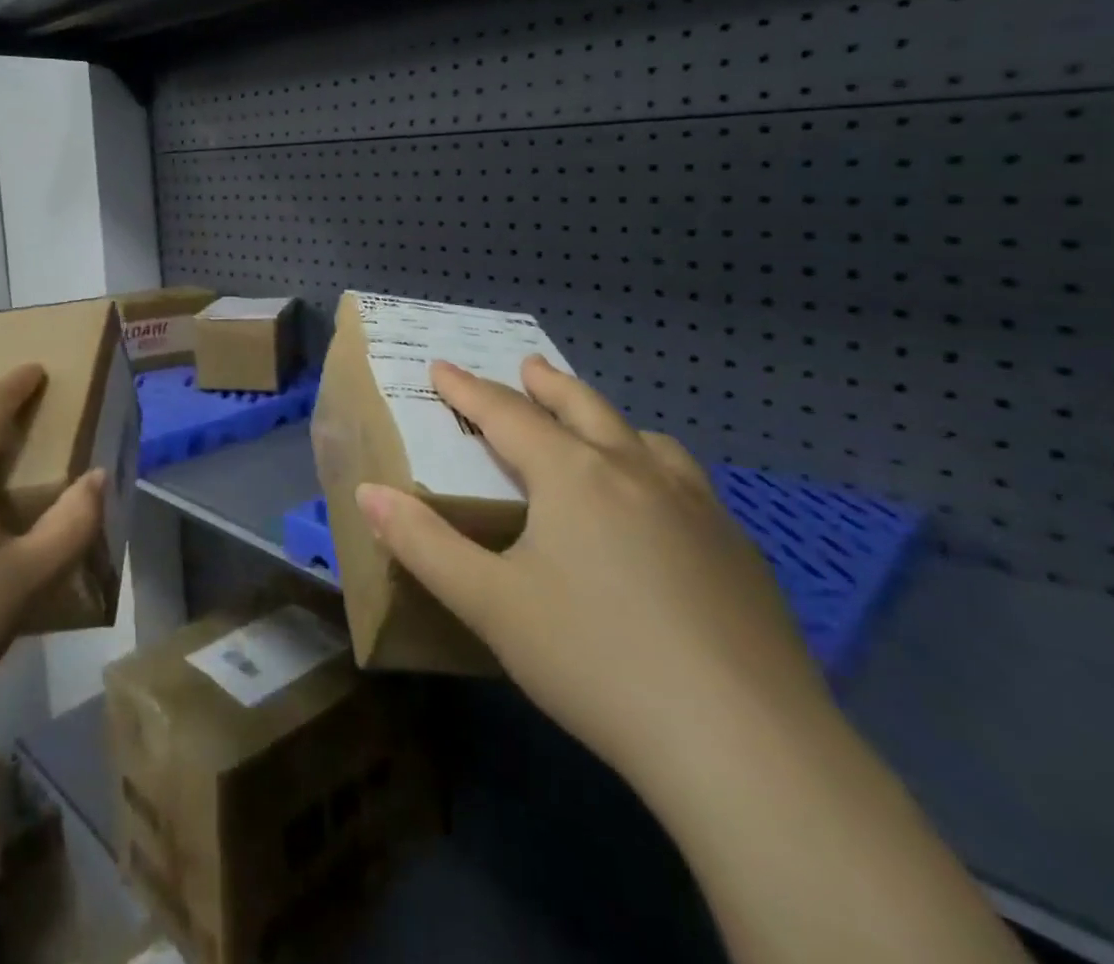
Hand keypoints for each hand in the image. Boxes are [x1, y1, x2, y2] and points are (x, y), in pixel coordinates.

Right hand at [355, 357, 827, 791]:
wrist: (746, 746)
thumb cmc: (596, 661)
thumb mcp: (490, 605)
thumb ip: (423, 544)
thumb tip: (368, 494)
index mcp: (573, 476)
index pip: (506, 415)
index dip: (468, 390)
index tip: (442, 367)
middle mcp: (636, 473)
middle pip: (583, 409)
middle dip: (547, 385)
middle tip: (528, 367)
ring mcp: (698, 508)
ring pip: (646, 441)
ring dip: (609, 422)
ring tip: (597, 428)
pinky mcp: (740, 552)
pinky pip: (688, 484)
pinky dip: (657, 469)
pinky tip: (663, 509)